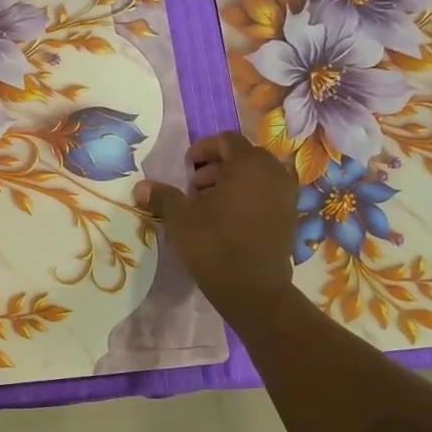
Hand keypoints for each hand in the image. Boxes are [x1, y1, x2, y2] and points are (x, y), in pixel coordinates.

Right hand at [136, 132, 299, 317]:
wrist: (253, 290)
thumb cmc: (214, 245)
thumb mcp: (180, 218)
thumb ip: (162, 196)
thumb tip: (141, 186)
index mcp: (249, 164)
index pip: (226, 140)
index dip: (202, 149)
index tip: (185, 168)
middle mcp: (274, 173)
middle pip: (243, 157)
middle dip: (216, 168)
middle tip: (194, 188)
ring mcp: (287, 196)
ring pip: (256, 177)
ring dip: (232, 184)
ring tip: (209, 206)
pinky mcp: (290, 218)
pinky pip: (266, 195)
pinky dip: (247, 199)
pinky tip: (227, 221)